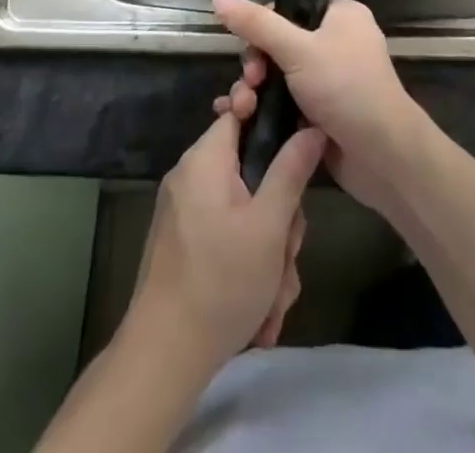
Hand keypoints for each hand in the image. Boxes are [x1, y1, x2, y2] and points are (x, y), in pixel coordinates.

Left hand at [127, 110, 324, 373]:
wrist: (163, 359)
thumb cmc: (220, 282)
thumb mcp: (269, 226)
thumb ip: (292, 170)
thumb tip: (311, 127)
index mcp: (204, 159)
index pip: (241, 114)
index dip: (273, 128)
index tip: (297, 159)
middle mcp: (190, 178)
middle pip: (251, 173)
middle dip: (279, 218)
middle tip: (286, 254)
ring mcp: (185, 214)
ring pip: (245, 214)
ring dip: (268, 254)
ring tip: (273, 297)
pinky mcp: (184, 246)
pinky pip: (227, 239)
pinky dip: (248, 268)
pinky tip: (259, 313)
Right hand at [212, 0, 427, 217]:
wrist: (383, 157)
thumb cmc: (345, 89)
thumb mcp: (297, 49)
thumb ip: (256, 24)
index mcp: (341, 15)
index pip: (288, 9)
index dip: (262, 28)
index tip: (251, 52)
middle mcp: (337, 42)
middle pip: (279, 43)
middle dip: (256, 65)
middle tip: (249, 84)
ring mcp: (330, 79)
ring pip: (279, 75)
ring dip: (255, 90)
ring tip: (242, 109)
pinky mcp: (322, 112)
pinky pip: (285, 101)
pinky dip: (265, 109)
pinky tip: (241, 120)